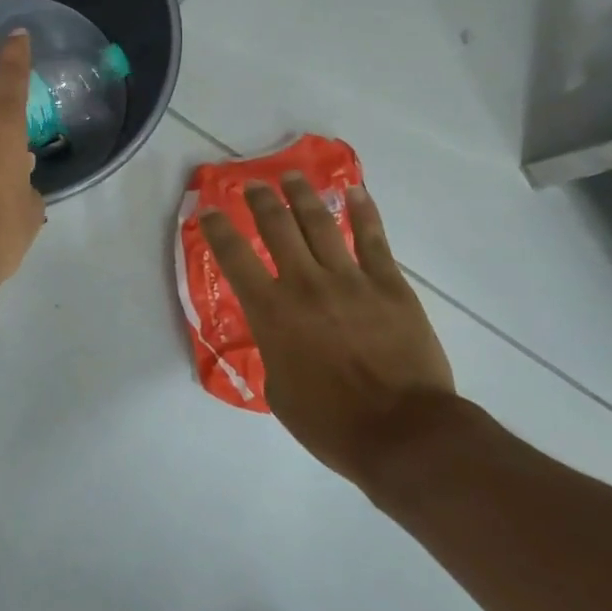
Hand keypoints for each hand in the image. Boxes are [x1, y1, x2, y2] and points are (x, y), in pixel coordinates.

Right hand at [200, 173, 456, 481]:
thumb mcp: (278, 391)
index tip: (208, 211)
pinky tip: (355, 192)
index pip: (234, 258)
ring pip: (321, 223)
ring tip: (293, 176)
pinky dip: (363, 212)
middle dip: (261, 200)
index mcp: (272, 311)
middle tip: (253, 184)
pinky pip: (373, 239)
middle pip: (277, 227)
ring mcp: (350, 279)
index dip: (217, 229)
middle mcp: (305, 284)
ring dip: (303, 195)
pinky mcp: (389, 284)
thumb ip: (273, 351)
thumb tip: (279, 335)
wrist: (403, 433)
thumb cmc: (331, 423)